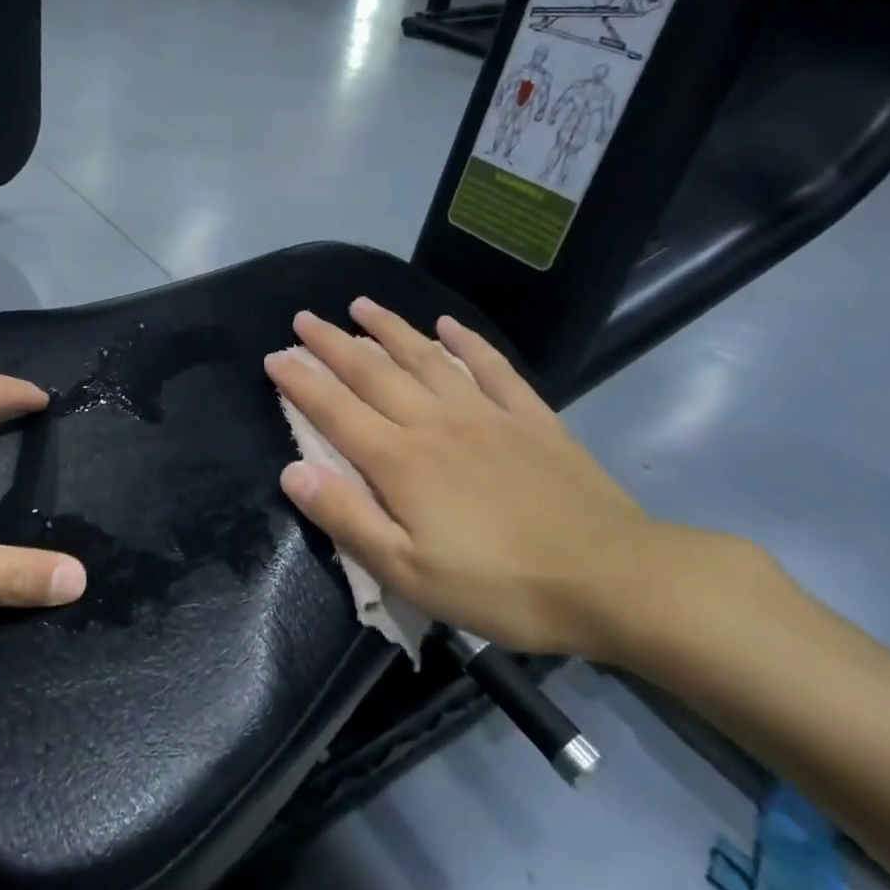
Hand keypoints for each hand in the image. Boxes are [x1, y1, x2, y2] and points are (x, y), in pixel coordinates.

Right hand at [263, 299, 720, 660]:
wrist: (616, 579)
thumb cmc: (502, 586)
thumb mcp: (409, 572)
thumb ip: (346, 518)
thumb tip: (292, 471)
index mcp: (400, 461)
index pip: (335, 410)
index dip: (300, 382)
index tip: (274, 357)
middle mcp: (435, 423)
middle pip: (372, 373)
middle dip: (332, 343)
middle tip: (303, 318)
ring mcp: (485, 414)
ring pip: (425, 358)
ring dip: (389, 328)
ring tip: (361, 304)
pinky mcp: (531, 418)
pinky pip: (491, 368)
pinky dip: (467, 342)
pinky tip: (448, 325)